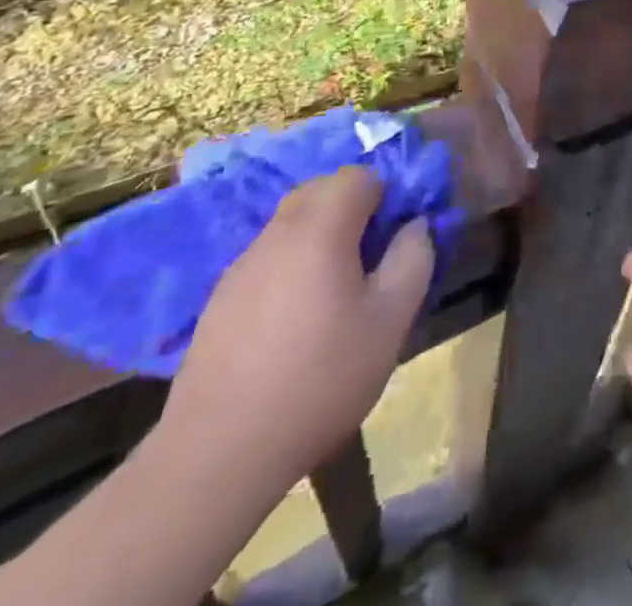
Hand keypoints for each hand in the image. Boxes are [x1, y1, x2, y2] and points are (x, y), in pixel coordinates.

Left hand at [158, 167, 434, 494]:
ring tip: (336, 294)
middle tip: (371, 259)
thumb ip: (413, 260)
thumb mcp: (390, 322)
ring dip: (319, 238)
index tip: (395, 236)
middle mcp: (277, 233)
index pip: (358, 176)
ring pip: (291, 225)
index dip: (385, 194)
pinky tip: (295, 323)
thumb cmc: (319, 379)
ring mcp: (242, 266)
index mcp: (320, 229)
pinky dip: (290, 268)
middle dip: (352, 210)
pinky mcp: (220, 300)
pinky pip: (268, 260)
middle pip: (320, 192)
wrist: (217, 454)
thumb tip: (414, 226)